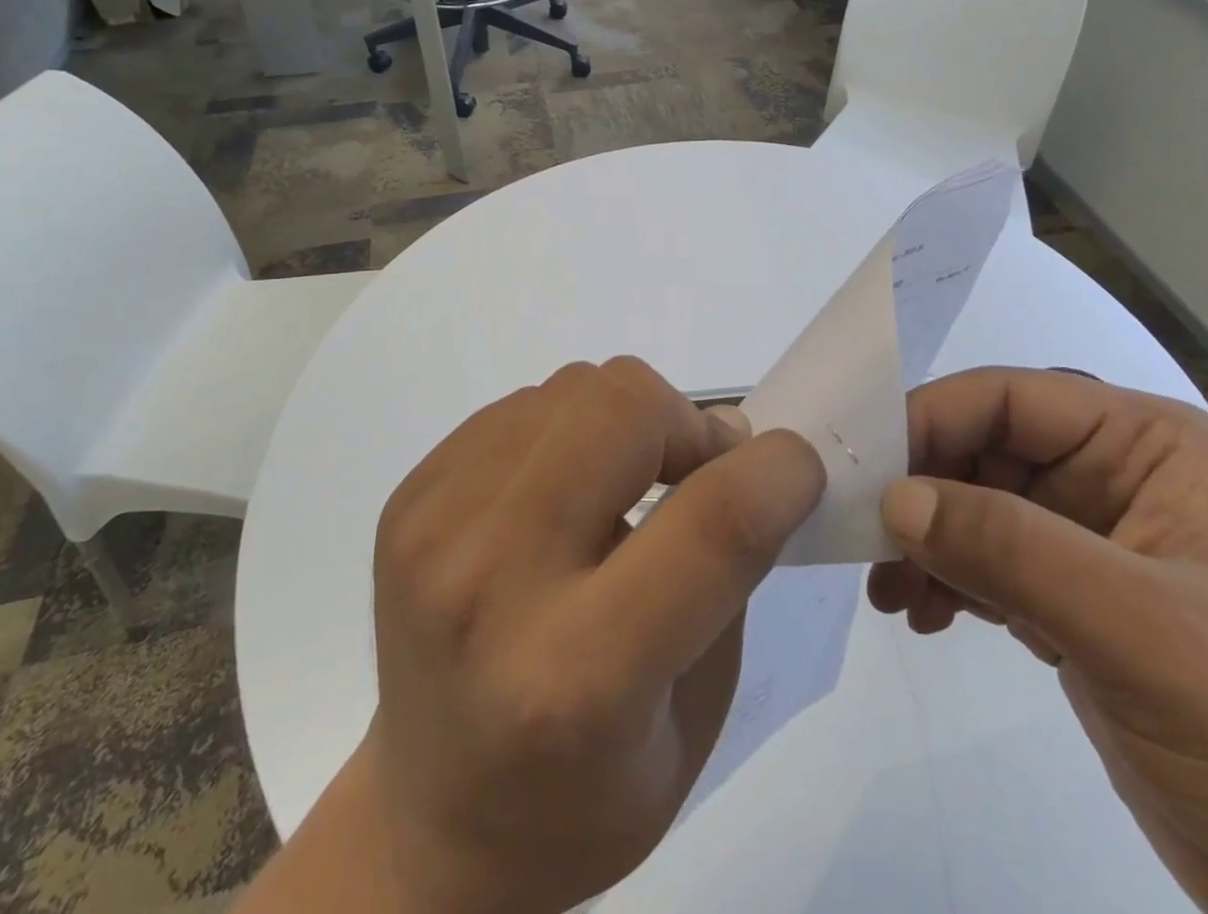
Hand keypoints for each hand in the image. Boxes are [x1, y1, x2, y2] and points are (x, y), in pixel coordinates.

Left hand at [242, 359, 823, 913]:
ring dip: (628, 419)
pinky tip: (564, 491)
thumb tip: (743, 452)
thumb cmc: (584, 797)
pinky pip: (524, 404)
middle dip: (689, 424)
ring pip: (574, 386)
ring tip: (626, 483)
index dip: (778, 471)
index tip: (796, 466)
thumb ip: (729, 572)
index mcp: (578, 677)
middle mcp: (492, 583)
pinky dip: (570, 428)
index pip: (711, 525)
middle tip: (697, 471)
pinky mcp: (411, 496)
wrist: (429, 820)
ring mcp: (437, 526)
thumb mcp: (695, 718)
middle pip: (623, 410)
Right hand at [868, 368, 1207, 913]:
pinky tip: (918, 613)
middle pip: (985, 450)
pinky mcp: (1079, 607)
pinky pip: (989, 565)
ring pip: (977, 507)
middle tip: (859, 536)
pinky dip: (945, 580)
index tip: (861, 468)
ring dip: (925, 538)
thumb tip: (894, 498)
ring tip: (886, 588)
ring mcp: (1095, 544)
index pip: (1010, 399)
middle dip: (920, 488)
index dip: (930, 420)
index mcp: (1149, 445)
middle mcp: (1117, 477)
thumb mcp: (1147, 632)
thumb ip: (1012, 549)